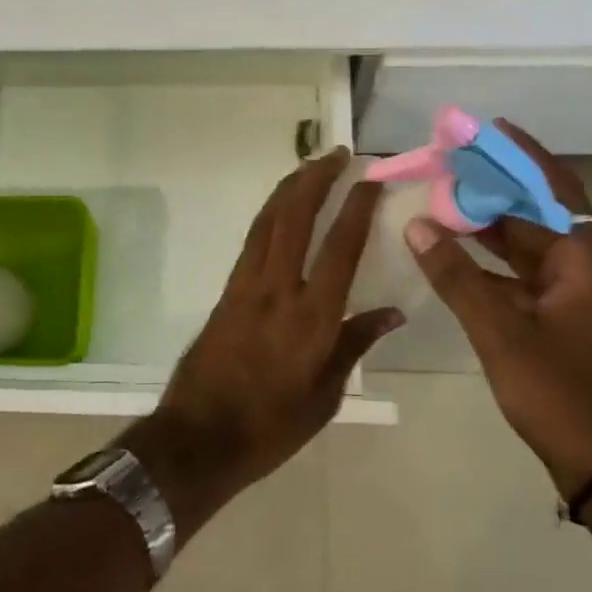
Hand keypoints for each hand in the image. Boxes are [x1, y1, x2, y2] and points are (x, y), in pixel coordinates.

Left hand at [129, 149, 404, 534]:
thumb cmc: (271, 427)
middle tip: (338, 153)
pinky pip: (253, 239)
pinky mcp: (227, 290)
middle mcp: (278, 290)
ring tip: (312, 165)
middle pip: (296, 217)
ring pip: (269, 220)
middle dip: (317, 178)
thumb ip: (355, 344)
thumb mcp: (325, 395)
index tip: (371, 178)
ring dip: (290, 187)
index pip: (340, 247)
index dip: (357, 207)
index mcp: (312, 318)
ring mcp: (247, 285)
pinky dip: (270, 213)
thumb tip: (392, 311)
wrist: (199, 437)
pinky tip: (281, 207)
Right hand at [405, 120, 591, 496]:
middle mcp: (582, 268)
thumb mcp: (500, 331)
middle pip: (538, 211)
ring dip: (489, 221)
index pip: (556, 189)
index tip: (490, 129)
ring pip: (526, 242)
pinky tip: (454, 250)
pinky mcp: (556, 317)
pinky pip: (519, 271)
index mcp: (584, 261)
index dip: (525, 155)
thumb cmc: (559, 391)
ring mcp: (571, 295)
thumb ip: (456, 276)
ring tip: (444, 197)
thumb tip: (416, 225)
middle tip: (451, 163)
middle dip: (496, 185)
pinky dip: (489, 257)